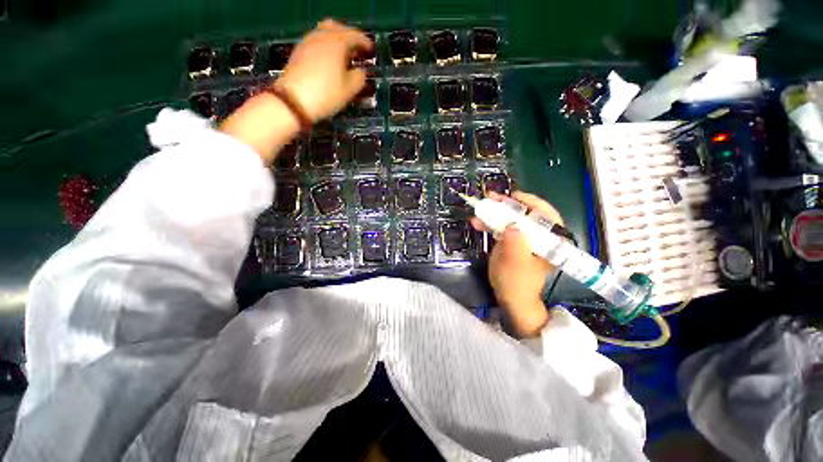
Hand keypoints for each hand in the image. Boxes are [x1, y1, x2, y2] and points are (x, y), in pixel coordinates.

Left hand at [276, 19, 372, 121]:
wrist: (294, 101)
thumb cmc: (326, 94)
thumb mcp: (350, 89)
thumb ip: (360, 77)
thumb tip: (360, 71)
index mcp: (337, 42)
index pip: (355, 36)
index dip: (365, 42)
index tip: (371, 51)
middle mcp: (321, 36)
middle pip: (338, 27)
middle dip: (349, 36)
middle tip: (357, 50)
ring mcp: (307, 42)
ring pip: (324, 32)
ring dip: (336, 40)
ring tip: (343, 56)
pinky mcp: (298, 52)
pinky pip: (316, 41)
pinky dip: (326, 46)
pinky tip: (329, 60)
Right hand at [470, 191, 563, 336]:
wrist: (509, 297)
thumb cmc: (517, 282)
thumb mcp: (516, 263)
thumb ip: (516, 243)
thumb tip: (511, 224)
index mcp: (550, 241)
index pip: (546, 214)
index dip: (531, 202)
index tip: (513, 196)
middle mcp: (539, 236)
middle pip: (525, 213)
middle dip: (507, 205)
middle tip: (491, 198)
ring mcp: (524, 238)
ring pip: (511, 219)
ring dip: (494, 213)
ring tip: (479, 209)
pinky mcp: (512, 241)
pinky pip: (501, 227)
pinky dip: (489, 224)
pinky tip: (477, 223)